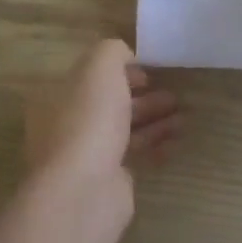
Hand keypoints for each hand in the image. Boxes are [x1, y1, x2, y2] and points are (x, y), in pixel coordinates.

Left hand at [25, 39, 179, 209]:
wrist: (84, 190)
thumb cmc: (89, 119)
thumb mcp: (100, 66)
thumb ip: (113, 51)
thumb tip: (126, 58)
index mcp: (57, 96)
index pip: (90, 76)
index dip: (120, 70)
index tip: (148, 71)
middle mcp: (66, 124)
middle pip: (110, 103)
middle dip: (143, 97)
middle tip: (173, 95)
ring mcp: (85, 155)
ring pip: (124, 129)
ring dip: (154, 120)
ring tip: (184, 117)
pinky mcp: (105, 180)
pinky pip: (134, 155)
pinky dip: (155, 145)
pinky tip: (176, 141)